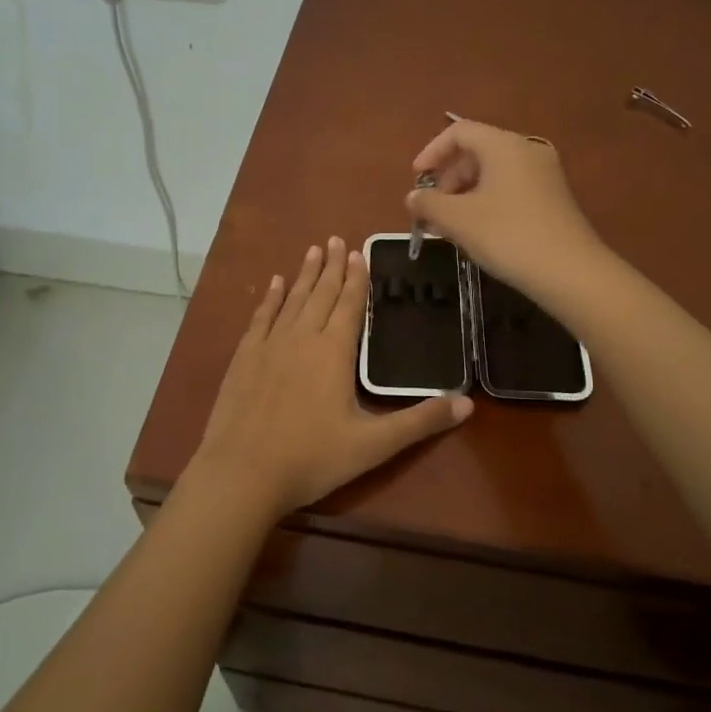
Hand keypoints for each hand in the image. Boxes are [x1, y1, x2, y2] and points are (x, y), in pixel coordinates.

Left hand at [186, 237, 471, 519]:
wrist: (242, 472)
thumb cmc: (312, 458)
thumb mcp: (374, 445)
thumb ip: (420, 422)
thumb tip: (468, 403)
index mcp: (335, 351)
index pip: (350, 304)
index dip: (356, 277)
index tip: (358, 252)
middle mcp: (303, 337)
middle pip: (321, 293)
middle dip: (331, 266)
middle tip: (336, 239)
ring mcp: (270, 345)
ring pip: (292, 299)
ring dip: (304, 274)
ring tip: (313, 249)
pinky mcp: (244, 358)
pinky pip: (261, 317)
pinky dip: (270, 298)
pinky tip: (274, 283)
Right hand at [406, 118, 606, 303]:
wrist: (571, 272)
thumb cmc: (508, 236)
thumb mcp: (458, 220)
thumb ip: (428, 204)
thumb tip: (413, 197)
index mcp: (504, 145)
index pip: (459, 132)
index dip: (432, 151)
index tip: (417, 179)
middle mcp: (527, 150)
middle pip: (477, 151)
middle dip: (448, 178)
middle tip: (433, 209)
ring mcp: (545, 174)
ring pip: (494, 172)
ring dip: (466, 193)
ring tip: (451, 225)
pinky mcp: (553, 198)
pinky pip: (511, 187)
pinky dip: (487, 201)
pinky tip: (478, 231)